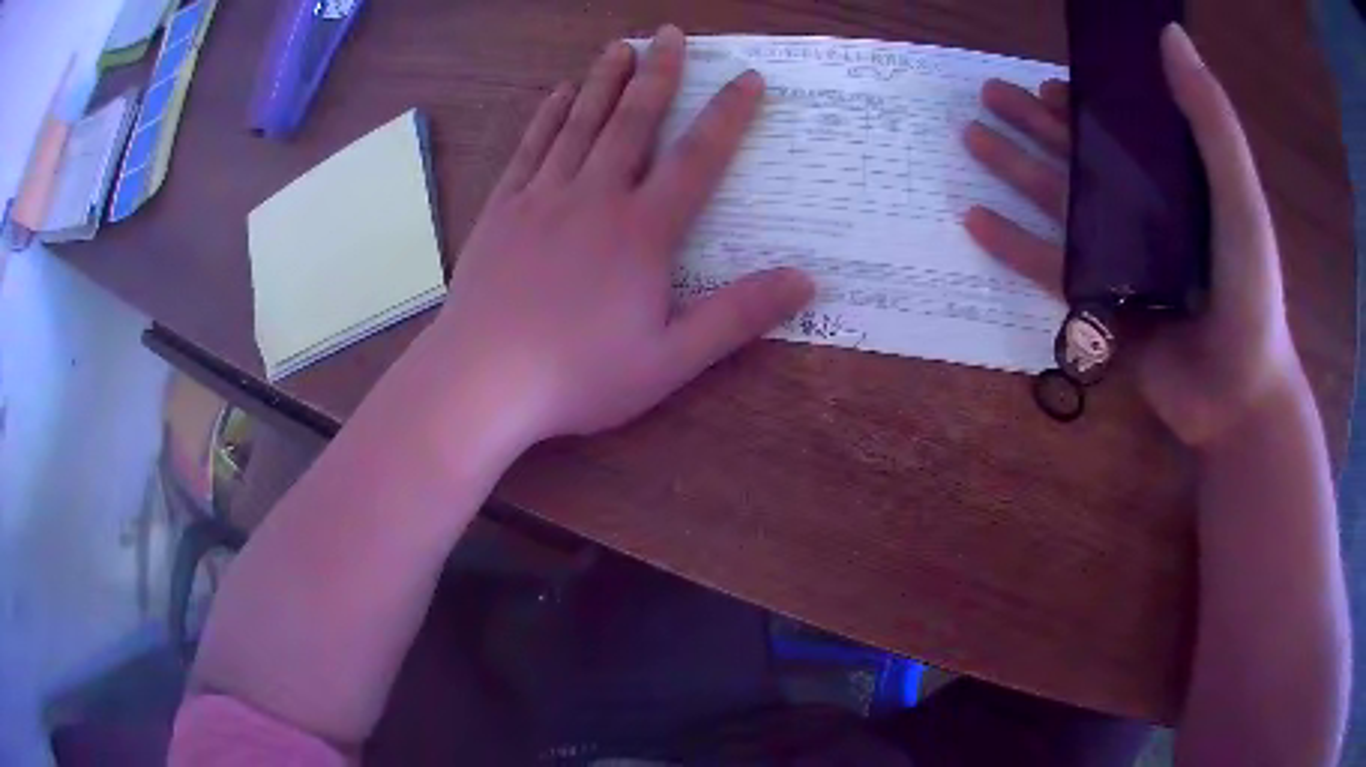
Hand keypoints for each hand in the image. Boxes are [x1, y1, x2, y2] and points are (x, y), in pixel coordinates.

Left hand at [426, 26, 813, 446]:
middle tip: (670, 33)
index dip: (727, 115)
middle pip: (633, 122)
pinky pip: (529, 149)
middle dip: (658, 73)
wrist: (481, 381)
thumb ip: (736, 317)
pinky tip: (556, 94)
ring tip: (620, 46)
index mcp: (641, 231)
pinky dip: (546, 116)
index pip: (697, 158)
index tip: (747, 77)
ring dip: (603, 81)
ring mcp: (541, 198)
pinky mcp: (501, 210)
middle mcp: (594, 197)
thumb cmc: (578, 375)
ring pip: (579, 124)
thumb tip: (805, 281)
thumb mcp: (670, 360)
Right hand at [962, 23, 1297, 446]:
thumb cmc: (1249, 292)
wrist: (1237, 396)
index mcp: (1174, 183)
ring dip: (1014, 169)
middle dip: (1034, 124)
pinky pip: (1048, 267)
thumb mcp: (1239, 197)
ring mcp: (1119, 261)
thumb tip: (1168, 33)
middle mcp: (1144, 214)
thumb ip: (1211, 121)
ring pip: (1057, 203)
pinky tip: (973, 219)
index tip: (1050, 80)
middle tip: (986, 94)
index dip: (1087, 101)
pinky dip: (1011, 244)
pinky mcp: (1099, 307)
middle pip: (1081, 158)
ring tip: (970, 138)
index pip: (1122, 129)